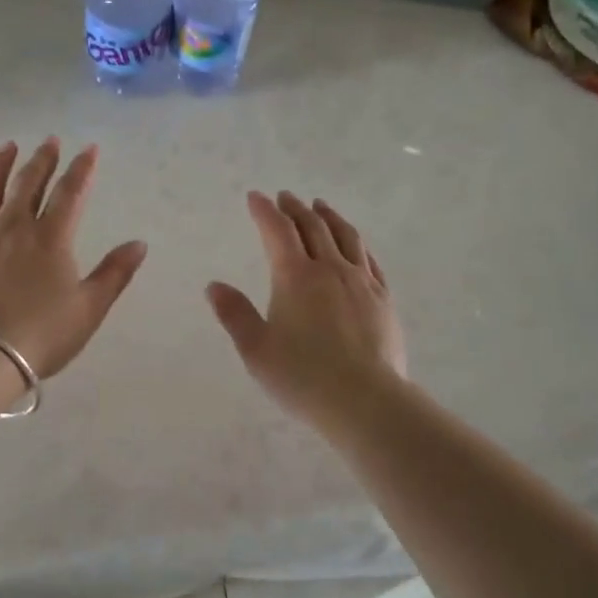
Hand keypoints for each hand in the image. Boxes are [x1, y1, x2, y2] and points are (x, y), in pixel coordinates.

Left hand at [0, 139, 147, 379]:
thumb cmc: (41, 334)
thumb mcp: (89, 308)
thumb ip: (114, 273)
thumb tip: (139, 244)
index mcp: (50, 237)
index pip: (70, 192)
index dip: (82, 168)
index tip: (89, 148)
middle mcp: (13, 226)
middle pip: (28, 183)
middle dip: (42, 159)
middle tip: (49, 141)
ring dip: (0, 166)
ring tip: (8, 147)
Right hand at [207, 192, 407, 429]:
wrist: (366, 400)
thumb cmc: (303, 376)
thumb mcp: (256, 349)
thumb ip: (235, 314)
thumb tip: (214, 285)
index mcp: (295, 277)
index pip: (277, 232)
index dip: (264, 211)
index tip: (255, 197)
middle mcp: (330, 270)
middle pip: (313, 227)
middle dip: (296, 208)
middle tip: (285, 197)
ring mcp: (361, 282)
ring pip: (346, 237)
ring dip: (329, 217)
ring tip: (321, 207)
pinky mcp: (383, 299)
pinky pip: (370, 260)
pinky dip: (357, 243)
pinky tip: (355, 245)